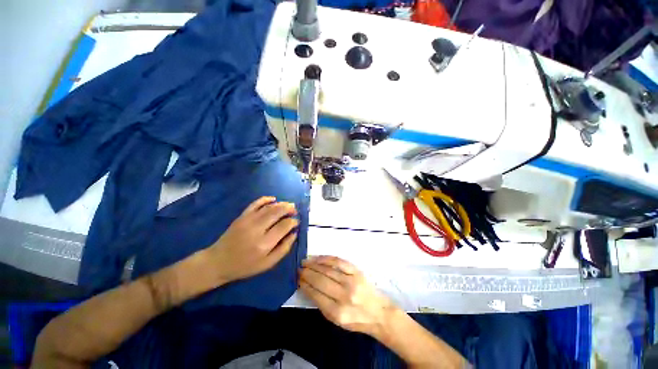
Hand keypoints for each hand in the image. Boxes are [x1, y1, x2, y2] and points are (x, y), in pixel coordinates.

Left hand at [207, 196, 298, 284]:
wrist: (218, 262)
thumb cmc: (245, 266)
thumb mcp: (268, 264)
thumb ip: (284, 249)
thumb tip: (294, 233)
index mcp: (264, 244)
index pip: (284, 226)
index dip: (293, 222)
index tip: (296, 222)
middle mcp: (256, 229)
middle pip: (277, 212)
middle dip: (289, 208)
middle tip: (295, 210)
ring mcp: (247, 221)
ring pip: (268, 207)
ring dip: (281, 204)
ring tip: (288, 205)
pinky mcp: (241, 216)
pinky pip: (255, 203)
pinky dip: (265, 199)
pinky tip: (273, 199)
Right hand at [299, 256, 394, 336]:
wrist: (378, 312)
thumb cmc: (356, 319)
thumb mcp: (337, 321)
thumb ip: (322, 305)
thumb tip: (308, 287)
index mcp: (337, 312)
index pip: (316, 295)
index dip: (305, 285)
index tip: (297, 279)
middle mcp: (344, 295)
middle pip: (320, 280)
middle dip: (307, 273)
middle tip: (299, 269)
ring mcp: (351, 281)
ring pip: (328, 269)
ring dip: (314, 264)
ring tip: (305, 262)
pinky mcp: (356, 271)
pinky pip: (338, 261)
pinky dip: (326, 258)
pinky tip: (318, 258)